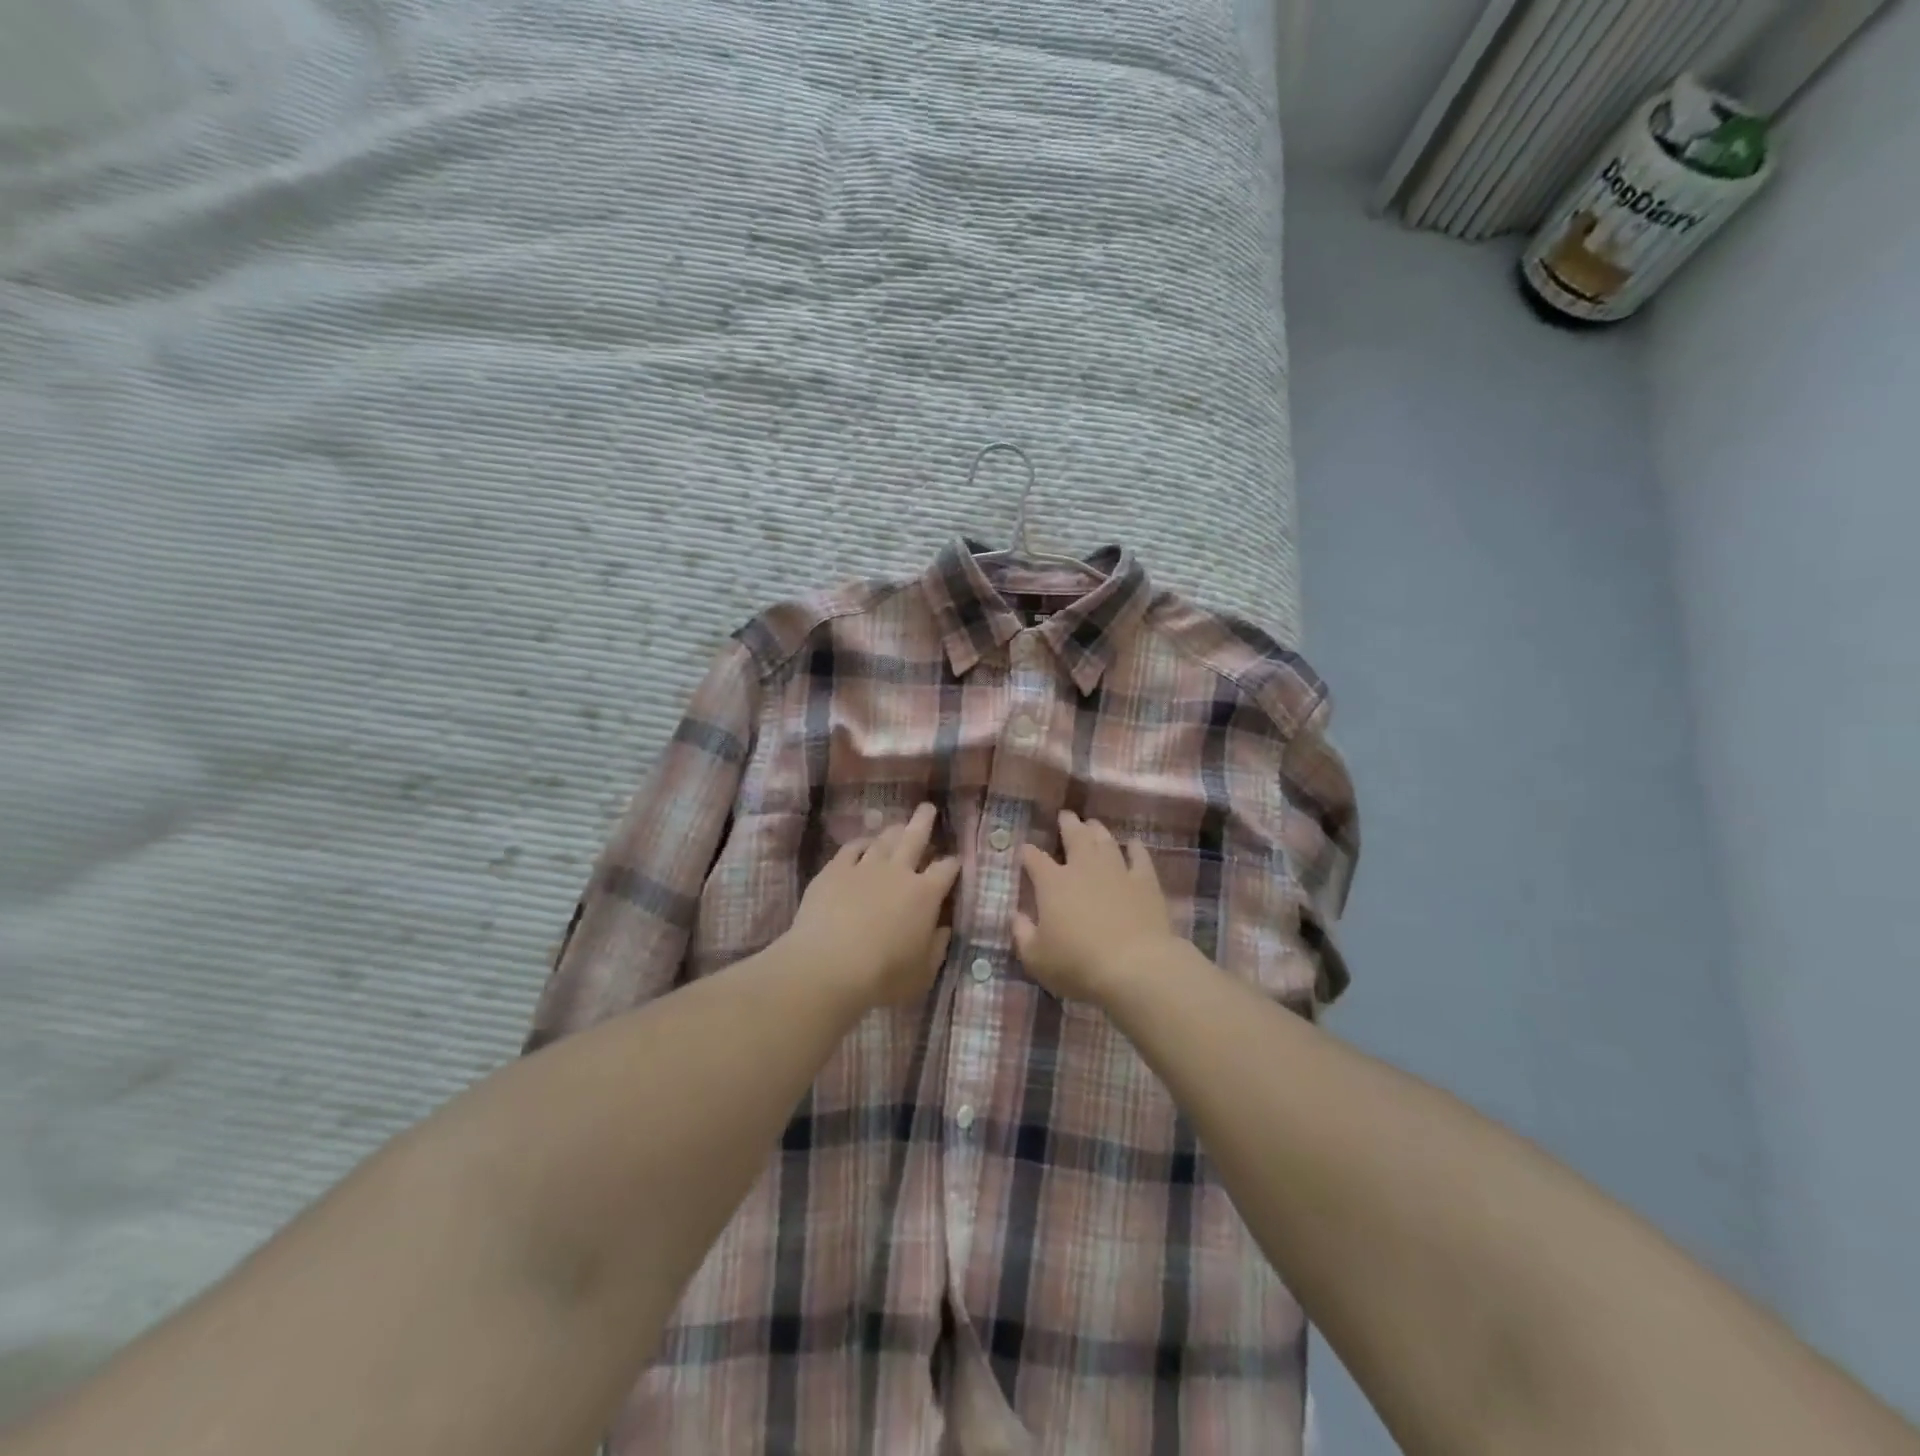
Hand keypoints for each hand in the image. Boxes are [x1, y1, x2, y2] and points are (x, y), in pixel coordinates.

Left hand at [786, 802, 959, 1007]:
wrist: (829, 966)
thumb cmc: (883, 976)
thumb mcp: (922, 973)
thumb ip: (937, 948)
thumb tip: (943, 929)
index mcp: (926, 894)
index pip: (947, 869)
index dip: (953, 863)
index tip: (955, 861)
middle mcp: (898, 872)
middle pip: (915, 837)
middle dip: (924, 822)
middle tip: (928, 808)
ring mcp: (865, 867)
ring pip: (884, 839)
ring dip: (894, 830)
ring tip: (898, 824)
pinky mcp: (834, 870)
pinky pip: (852, 848)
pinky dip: (861, 843)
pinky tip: (863, 844)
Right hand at [1014, 810, 1178, 1003]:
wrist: (1135, 967)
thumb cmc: (1078, 964)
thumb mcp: (1036, 958)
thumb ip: (1022, 934)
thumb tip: (1016, 916)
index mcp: (1052, 883)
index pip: (1034, 859)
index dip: (1027, 852)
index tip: (1024, 850)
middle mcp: (1083, 868)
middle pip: (1074, 836)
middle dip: (1067, 824)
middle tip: (1065, 815)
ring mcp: (1117, 871)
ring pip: (1105, 840)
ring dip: (1097, 830)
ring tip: (1093, 824)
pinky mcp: (1145, 882)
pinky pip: (1140, 857)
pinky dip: (1135, 848)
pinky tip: (1133, 844)